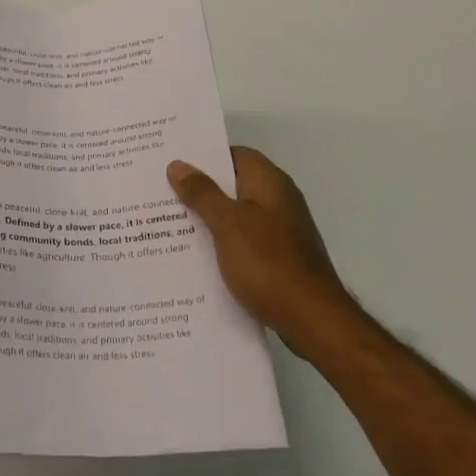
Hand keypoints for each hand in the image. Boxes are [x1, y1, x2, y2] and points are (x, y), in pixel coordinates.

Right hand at [167, 147, 351, 353]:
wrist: (313, 320)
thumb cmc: (268, 263)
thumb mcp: (227, 224)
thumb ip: (202, 193)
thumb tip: (178, 165)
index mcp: (269, 182)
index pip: (234, 154)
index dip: (205, 157)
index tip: (173, 164)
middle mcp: (278, 200)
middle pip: (234, 184)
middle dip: (200, 189)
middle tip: (162, 193)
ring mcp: (281, 231)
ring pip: (237, 215)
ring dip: (209, 218)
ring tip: (170, 223)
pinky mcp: (280, 258)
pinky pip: (244, 240)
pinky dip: (223, 243)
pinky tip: (197, 256)